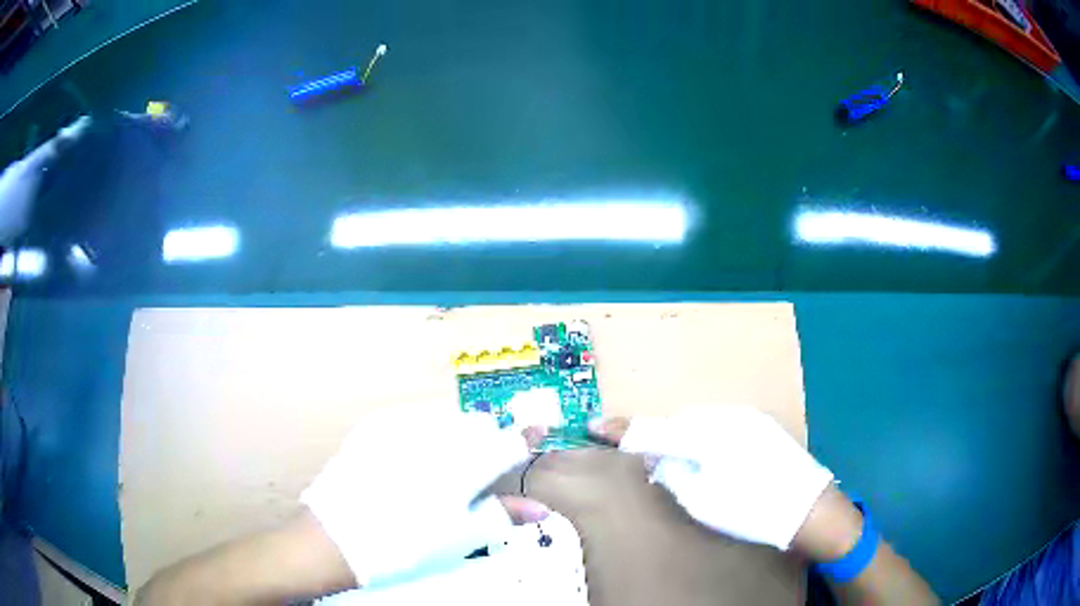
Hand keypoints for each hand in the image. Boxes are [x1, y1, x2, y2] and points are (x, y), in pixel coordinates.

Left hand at [301, 406, 549, 587]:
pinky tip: (408, 459)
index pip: (511, 441)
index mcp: (468, 467)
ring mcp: (405, 426)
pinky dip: (422, 433)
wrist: (338, 537)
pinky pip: (414, 418)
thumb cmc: (408, 546)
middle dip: (486, 442)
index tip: (536, 432)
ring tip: (438, 468)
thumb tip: (540, 509)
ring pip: (448, 418)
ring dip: (455, 435)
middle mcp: (439, 436)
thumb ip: (504, 516)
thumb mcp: (463, 539)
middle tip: (474, 474)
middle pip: (480, 425)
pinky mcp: (377, 424)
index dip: (528, 436)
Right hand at [590, 405, 833, 550]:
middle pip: (678, 422)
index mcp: (709, 436)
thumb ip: (672, 473)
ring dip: (687, 438)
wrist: (809, 509)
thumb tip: (658, 459)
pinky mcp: (762, 424)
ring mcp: (749, 417)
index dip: (621, 430)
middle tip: (656, 466)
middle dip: (662, 439)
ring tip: (691, 466)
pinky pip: (722, 425)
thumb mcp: (701, 501)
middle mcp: (728, 416)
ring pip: (701, 422)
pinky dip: (708, 438)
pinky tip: (717, 460)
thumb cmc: (753, 511)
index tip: (593, 424)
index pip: (654, 430)